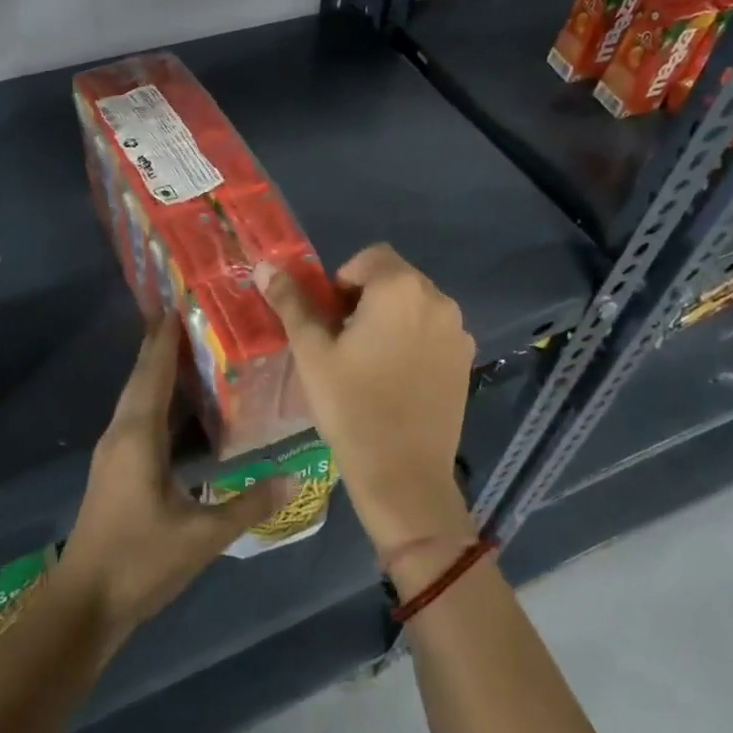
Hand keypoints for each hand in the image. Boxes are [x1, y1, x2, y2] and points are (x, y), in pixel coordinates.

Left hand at [56, 320, 292, 641]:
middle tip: (191, 315)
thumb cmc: (140, 561)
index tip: (179, 301)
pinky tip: (179, 406)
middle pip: (142, 378)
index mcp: (137, 436)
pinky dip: (157, 400)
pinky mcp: (115, 470)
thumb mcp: (202, 535)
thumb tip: (294, 475)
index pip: (154, 372)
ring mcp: (113, 452)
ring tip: (190, 349)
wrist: (84, 603)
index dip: (166, 337)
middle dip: (162, 345)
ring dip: (158, 371)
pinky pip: (137, 418)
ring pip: (137, 398)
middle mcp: (120, 433)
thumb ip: (249, 504)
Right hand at [256, 245, 476, 567]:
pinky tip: (397, 380)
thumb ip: (291, 302)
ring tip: (369, 363)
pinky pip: (433, 332)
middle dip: (366, 298)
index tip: (330, 320)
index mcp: (399, 288)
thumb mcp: (312, 352)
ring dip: (390, 318)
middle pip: (395, 278)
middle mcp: (437, 299)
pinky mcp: (466, 360)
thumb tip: (266, 267)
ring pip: (415, 306)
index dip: (342, 280)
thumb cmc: (351, 406)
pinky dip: (413, 340)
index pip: (369, 257)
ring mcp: (457, 331)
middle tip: (344, 342)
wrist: (403, 475)